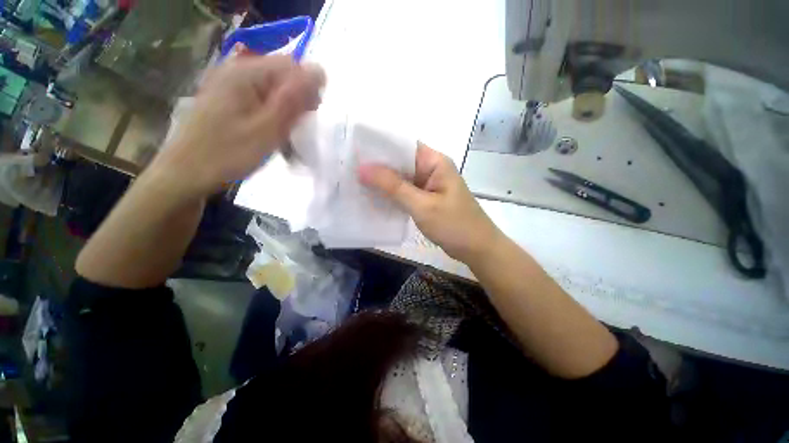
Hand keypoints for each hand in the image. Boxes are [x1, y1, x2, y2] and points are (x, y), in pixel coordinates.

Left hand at [156, 55, 324, 197]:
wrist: (187, 172)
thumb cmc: (227, 154)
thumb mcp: (267, 130)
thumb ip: (292, 100)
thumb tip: (319, 72)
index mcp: (245, 73)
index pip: (292, 65)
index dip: (309, 87)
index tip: (311, 115)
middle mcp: (236, 70)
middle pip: (282, 74)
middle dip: (298, 99)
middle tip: (298, 127)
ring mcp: (230, 83)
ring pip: (274, 88)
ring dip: (287, 108)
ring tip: (285, 132)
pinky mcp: (229, 97)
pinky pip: (261, 97)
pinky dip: (273, 113)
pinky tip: (271, 130)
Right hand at [358, 143, 503, 262]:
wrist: (477, 249)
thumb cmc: (454, 225)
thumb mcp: (422, 205)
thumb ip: (393, 187)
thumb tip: (363, 168)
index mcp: (434, 162)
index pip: (403, 145)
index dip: (379, 146)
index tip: (354, 150)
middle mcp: (430, 169)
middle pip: (400, 162)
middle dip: (377, 165)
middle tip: (348, 167)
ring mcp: (428, 185)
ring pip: (401, 178)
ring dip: (382, 181)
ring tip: (354, 181)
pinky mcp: (425, 199)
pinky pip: (404, 192)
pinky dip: (390, 194)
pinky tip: (372, 197)